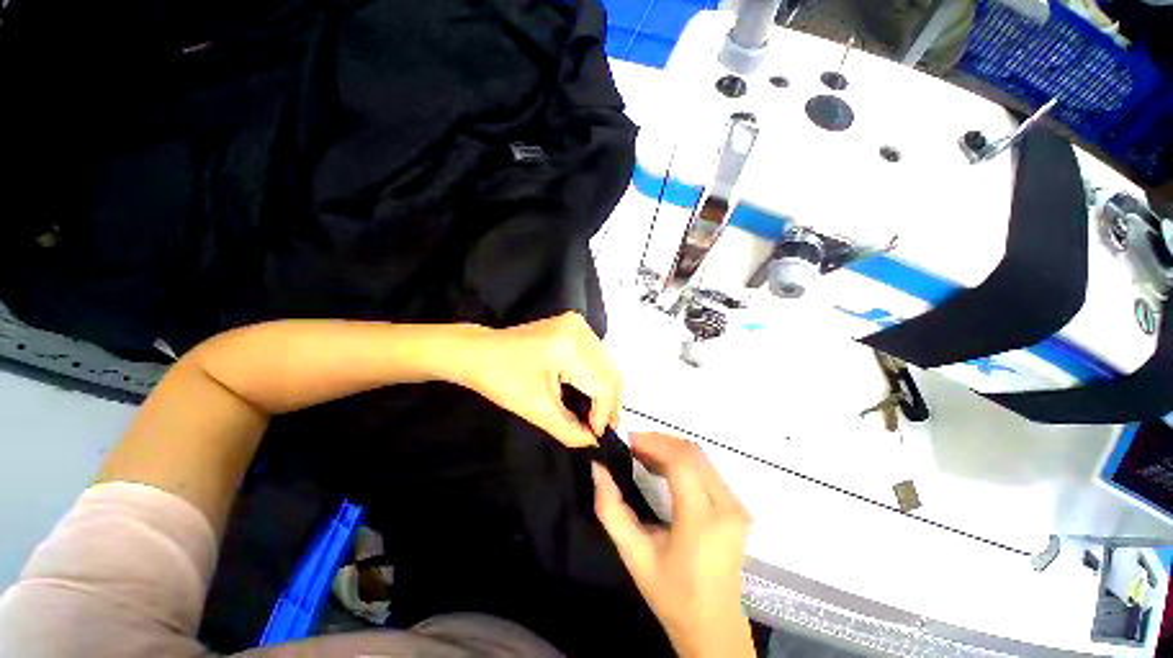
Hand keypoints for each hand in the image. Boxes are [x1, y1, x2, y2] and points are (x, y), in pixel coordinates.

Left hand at [455, 312, 621, 447]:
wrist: (478, 353)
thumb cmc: (500, 379)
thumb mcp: (536, 409)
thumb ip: (570, 430)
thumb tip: (594, 441)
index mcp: (570, 346)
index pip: (603, 384)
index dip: (604, 414)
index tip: (597, 436)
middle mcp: (580, 329)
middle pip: (610, 372)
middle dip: (609, 404)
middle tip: (600, 428)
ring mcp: (578, 325)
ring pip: (607, 364)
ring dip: (605, 391)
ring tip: (597, 415)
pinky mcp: (573, 327)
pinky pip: (596, 356)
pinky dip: (597, 377)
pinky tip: (590, 394)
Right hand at [593, 433, 753, 657]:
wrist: (713, 628)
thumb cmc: (672, 595)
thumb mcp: (634, 555)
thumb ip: (611, 510)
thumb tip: (597, 469)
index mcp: (703, 520)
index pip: (681, 461)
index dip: (654, 443)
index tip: (629, 442)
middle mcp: (727, 506)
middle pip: (693, 453)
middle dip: (660, 442)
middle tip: (633, 447)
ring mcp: (736, 506)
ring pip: (701, 458)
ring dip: (671, 449)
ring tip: (643, 454)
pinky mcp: (736, 508)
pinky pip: (707, 470)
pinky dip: (683, 461)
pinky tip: (663, 467)